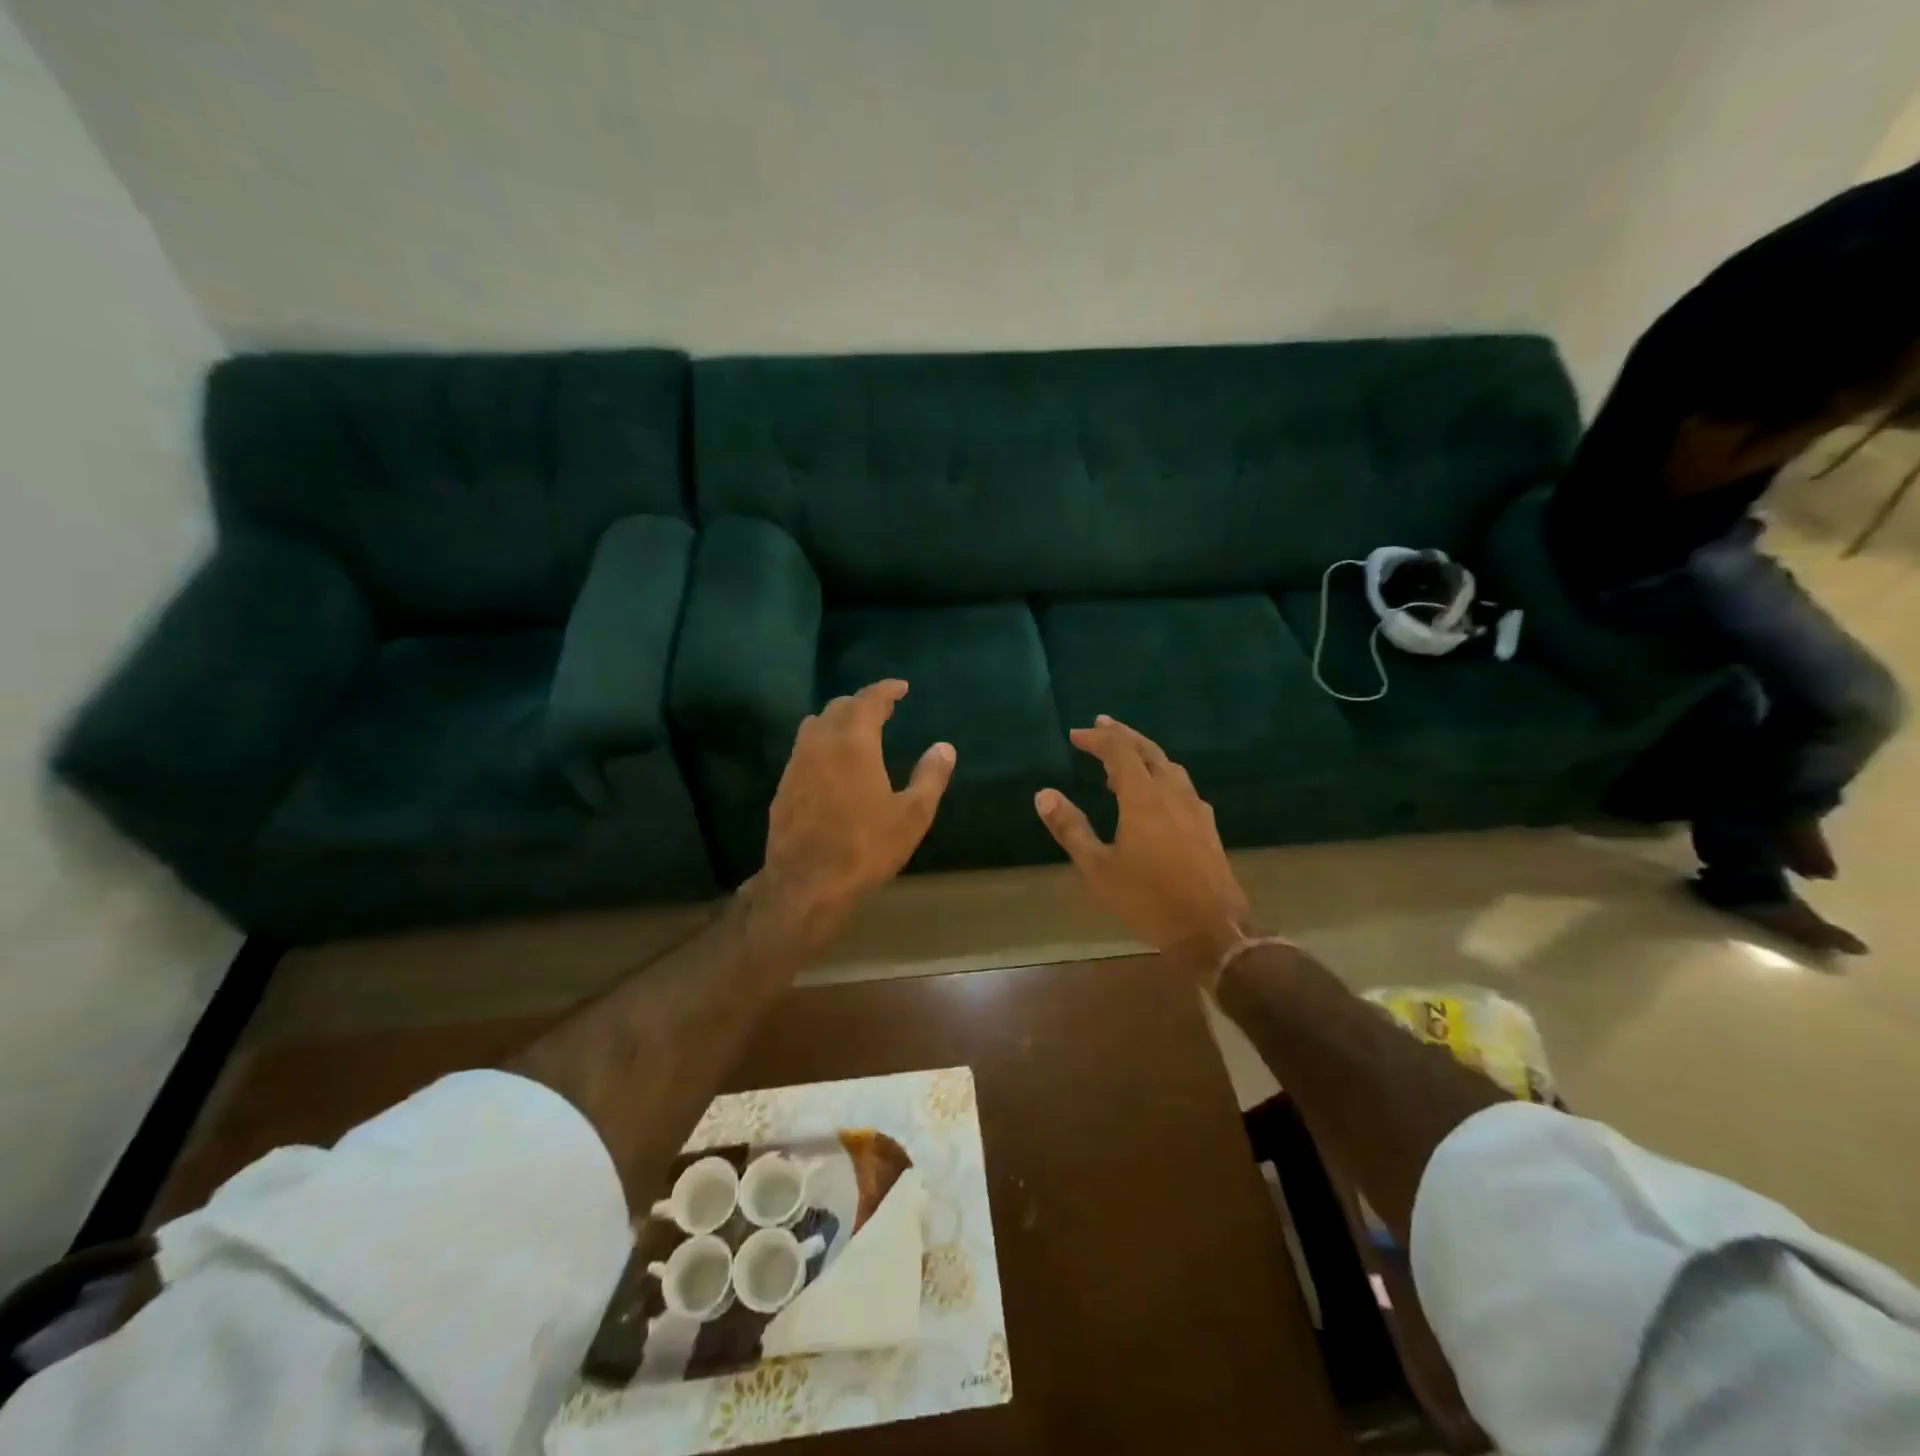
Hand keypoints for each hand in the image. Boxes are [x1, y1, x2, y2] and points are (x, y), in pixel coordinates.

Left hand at [757, 680, 954, 944]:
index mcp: (853, 742)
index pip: (869, 700)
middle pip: (838, 707)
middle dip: (862, 703)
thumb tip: (944, 747)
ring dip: (837, 720)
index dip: (886, 690)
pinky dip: (821, 743)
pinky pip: (803, 750)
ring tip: (856, 731)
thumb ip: (930, 776)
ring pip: (815, 725)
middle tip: (883, 710)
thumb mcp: (912, 815)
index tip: (901, 687)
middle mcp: (820, 743)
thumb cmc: (865, 847)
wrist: (806, 884)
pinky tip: (832, 765)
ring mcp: (796, 764)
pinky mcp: (783, 787)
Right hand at [1035, 715, 1250, 986]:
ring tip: (1124, 760)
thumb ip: (1070, 828)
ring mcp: (1194, 808)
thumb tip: (1043, 794)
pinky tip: (1159, 795)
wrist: (1209, 930)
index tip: (1075, 735)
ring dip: (1144, 754)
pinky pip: (1182, 786)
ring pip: (1169, 766)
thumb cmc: (1147, 899)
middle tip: (1101, 724)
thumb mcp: (1098, 868)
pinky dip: (1162, 776)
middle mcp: (1171, 793)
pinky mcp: (1207, 826)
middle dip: (1122, 734)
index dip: (1097, 738)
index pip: (1119, 751)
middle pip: (1147, 750)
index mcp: (1143, 797)